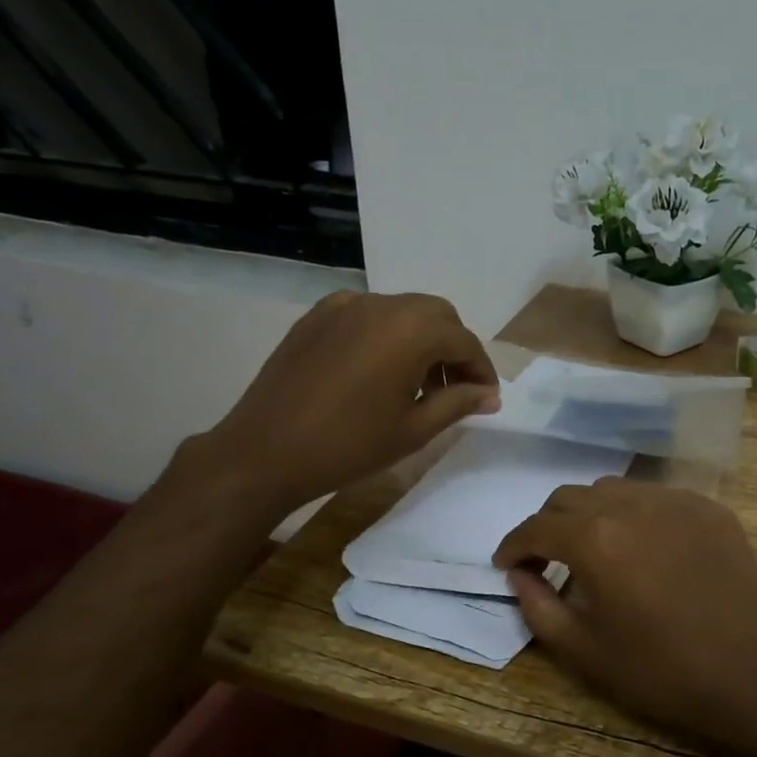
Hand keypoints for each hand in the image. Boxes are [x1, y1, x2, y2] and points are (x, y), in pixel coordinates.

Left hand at [198, 291, 499, 514]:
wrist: (266, 451)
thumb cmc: (349, 446)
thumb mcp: (414, 429)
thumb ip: (458, 403)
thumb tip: (489, 395)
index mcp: (410, 331)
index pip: (463, 340)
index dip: (481, 369)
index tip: (486, 398)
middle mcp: (381, 305)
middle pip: (436, 316)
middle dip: (454, 348)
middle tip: (455, 389)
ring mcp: (344, 306)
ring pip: (402, 311)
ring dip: (421, 339)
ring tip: (418, 384)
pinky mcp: (317, 316)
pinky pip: (367, 315)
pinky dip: (386, 334)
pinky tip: (378, 371)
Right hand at [492, 479, 756, 756]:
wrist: (751, 675)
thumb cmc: (660, 671)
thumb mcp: (583, 651)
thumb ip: (537, 606)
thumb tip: (519, 576)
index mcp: (595, 540)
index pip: (537, 527)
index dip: (513, 545)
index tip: (506, 564)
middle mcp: (632, 505)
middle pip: (570, 497)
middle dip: (548, 525)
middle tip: (547, 559)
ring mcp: (676, 501)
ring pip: (613, 489)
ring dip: (590, 513)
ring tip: (595, 549)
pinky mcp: (710, 508)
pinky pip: (656, 497)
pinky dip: (635, 514)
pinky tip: (643, 547)